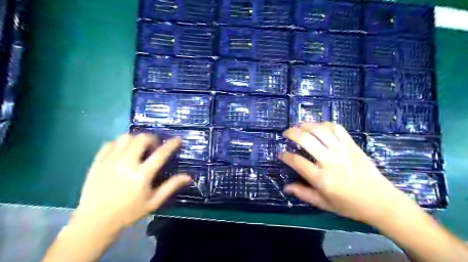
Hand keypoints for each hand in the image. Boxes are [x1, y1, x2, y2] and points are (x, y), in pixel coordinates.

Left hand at [71, 134, 191, 232]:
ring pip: (125, 138)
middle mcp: (125, 164)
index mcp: (141, 175)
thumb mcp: (154, 202)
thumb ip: (171, 186)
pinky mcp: (97, 162)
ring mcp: (109, 161)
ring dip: (136, 139)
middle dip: (152, 138)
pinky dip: (120, 143)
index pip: (160, 154)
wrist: (95, 221)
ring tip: (139, 148)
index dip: (171, 145)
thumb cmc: (128, 212)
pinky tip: (123, 151)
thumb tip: (188, 176)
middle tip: (155, 147)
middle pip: (141, 139)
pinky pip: (110, 143)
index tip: (177, 139)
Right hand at [277, 122, 412, 225]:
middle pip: (306, 139)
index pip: (296, 161)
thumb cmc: (349, 205)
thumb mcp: (323, 204)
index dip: (285, 156)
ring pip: (320, 130)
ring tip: (298, 125)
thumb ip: (303, 193)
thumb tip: (285, 187)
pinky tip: (319, 126)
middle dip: (292, 133)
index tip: (281, 154)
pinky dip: (325, 124)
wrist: (381, 202)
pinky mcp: (352, 145)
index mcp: (321, 178)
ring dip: (306, 125)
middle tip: (286, 133)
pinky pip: (337, 128)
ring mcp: (342, 151)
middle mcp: (329, 161)